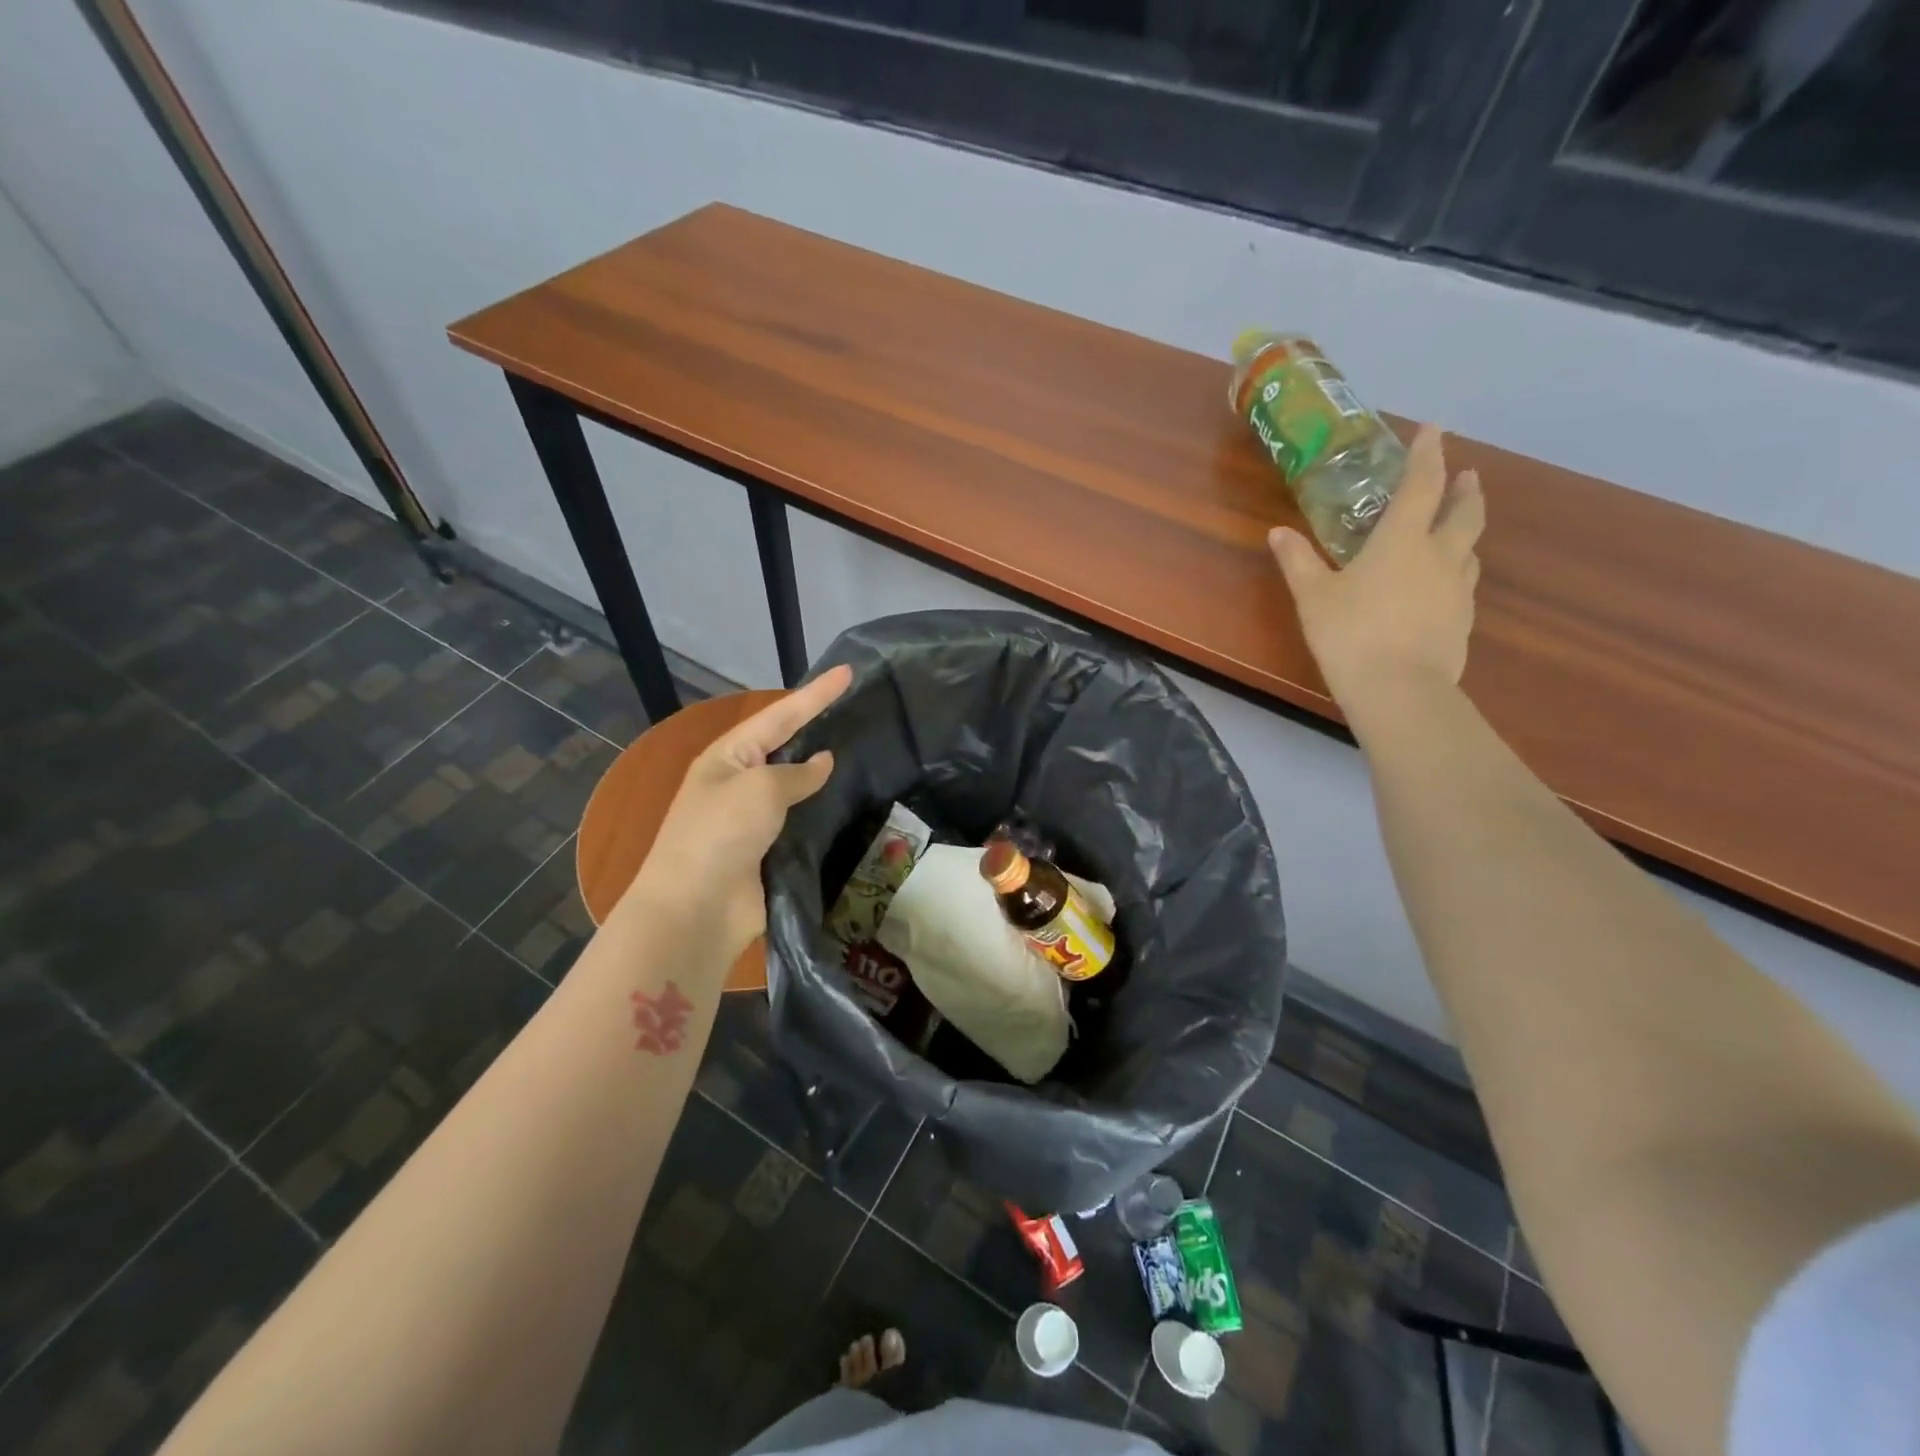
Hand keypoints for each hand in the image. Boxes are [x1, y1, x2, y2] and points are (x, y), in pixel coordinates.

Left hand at [627, 665, 852, 963]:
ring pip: (799, 787)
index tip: (849, 672)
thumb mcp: (760, 789)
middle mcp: (740, 782)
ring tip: (867, 754)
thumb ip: (797, 773)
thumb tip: (823, 762)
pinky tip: (854, 805)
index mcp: (729, 757)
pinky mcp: (770, 851)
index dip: (816, 694)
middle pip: (788, 747)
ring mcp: (754, 819)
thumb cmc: (720, 834)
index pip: (780, 715)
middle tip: (861, 710)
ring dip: (827, 775)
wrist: (695, 909)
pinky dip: (825, 813)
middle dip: (820, 729)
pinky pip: (803, 823)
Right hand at [1268, 424, 1483, 721]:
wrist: (1399, 690)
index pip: (1421, 485)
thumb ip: (1298, 561)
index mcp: (1401, 541)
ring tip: (1456, 527)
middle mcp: (1438, 556)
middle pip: (1464, 512)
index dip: (1427, 454)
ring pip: (1470, 548)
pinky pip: (1463, 583)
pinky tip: (1444, 584)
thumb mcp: (1313, 596)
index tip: (1432, 429)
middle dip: (1464, 489)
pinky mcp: (1462, 620)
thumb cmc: (1350, 634)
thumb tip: (1279, 532)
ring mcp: (1457, 589)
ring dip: (1465, 529)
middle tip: (1466, 475)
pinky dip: (1456, 570)